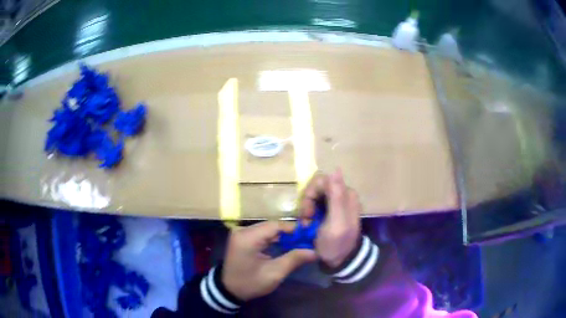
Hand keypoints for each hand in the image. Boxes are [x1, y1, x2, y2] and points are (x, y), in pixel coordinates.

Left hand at [222, 221, 316, 300]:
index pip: (275, 225)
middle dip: (290, 232)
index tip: (310, 235)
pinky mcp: (242, 237)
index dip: (294, 228)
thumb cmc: (250, 283)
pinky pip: (262, 233)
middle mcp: (243, 230)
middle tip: (308, 240)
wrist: (228, 289)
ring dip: (283, 235)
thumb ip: (294, 259)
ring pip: (268, 229)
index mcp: (248, 238)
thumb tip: (315, 251)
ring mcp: (241, 233)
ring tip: (300, 243)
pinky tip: (286, 245)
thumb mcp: (274, 274)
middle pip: (272, 226)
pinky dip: (275, 238)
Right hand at [300, 169, 360, 267]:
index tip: (308, 212)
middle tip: (306, 219)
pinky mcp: (330, 210)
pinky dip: (308, 213)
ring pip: (314, 194)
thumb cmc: (337, 243)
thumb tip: (336, 169)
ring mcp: (336, 202)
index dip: (310, 194)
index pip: (321, 180)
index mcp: (346, 194)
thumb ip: (337, 197)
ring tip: (307, 224)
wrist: (340, 261)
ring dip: (306, 208)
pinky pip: (315, 203)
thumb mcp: (336, 222)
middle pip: (316, 186)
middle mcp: (342, 194)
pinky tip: (309, 224)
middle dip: (307, 202)